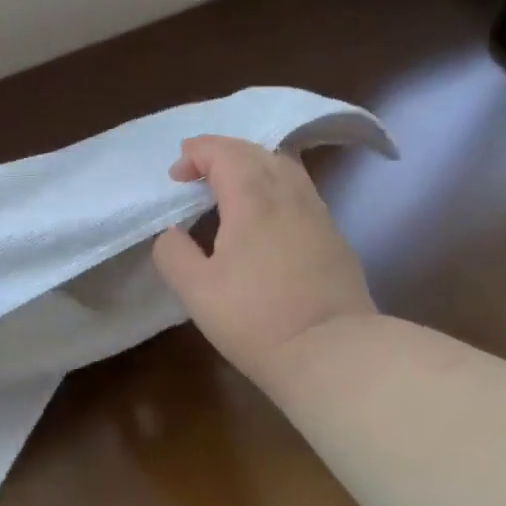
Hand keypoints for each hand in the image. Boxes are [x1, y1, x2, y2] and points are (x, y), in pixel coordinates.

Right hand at [152, 135, 376, 383]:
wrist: (334, 354)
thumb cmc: (257, 319)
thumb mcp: (196, 291)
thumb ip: (173, 253)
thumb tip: (172, 233)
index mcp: (252, 199)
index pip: (224, 153)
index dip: (197, 153)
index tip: (176, 175)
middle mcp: (288, 195)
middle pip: (256, 152)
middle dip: (222, 152)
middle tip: (198, 173)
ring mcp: (317, 214)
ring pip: (284, 167)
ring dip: (252, 164)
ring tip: (232, 186)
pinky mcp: (334, 236)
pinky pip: (300, 190)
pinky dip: (275, 184)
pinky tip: (267, 213)